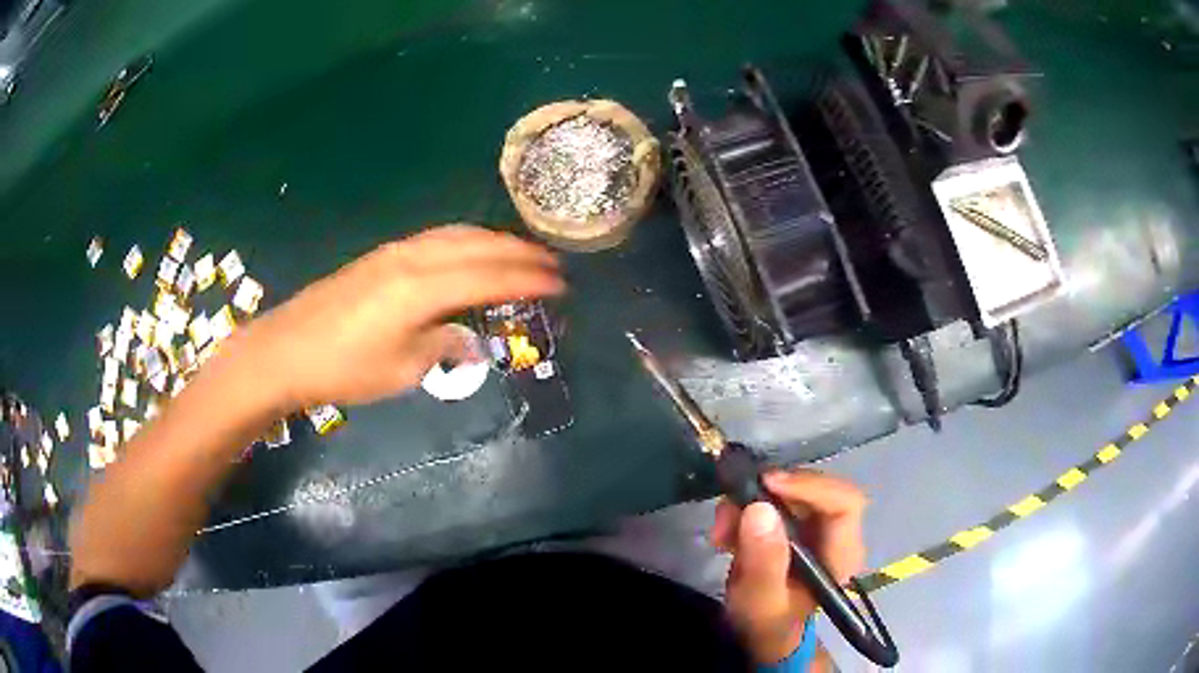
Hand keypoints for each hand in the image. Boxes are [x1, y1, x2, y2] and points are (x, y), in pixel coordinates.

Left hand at [240, 225, 563, 409]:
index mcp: (422, 288)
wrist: (286, 349)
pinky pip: (436, 238)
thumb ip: (442, 346)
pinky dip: (465, 241)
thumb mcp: (401, 369)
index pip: (488, 276)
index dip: (527, 279)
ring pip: (456, 235)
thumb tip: (466, 338)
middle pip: (477, 246)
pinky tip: (471, 251)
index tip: (560, 283)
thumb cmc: (344, 367)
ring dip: (493, 241)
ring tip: (520, 253)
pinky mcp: (381, 255)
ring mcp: (395, 252)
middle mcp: (413, 258)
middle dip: (518, 253)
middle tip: (551, 264)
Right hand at [710, 470, 866, 663]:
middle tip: (729, 511)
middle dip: (770, 494)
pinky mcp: (799, 524)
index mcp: (842, 553)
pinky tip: (727, 532)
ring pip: (793, 492)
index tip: (766, 485)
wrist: (762, 633)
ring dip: (752, 502)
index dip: (809, 487)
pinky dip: (749, 509)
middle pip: (816, 490)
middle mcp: (838, 533)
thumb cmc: (767, 623)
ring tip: (721, 530)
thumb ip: (763, 562)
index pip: (844, 503)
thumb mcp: (760, 601)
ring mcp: (819, 526)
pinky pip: (778, 501)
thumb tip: (759, 509)